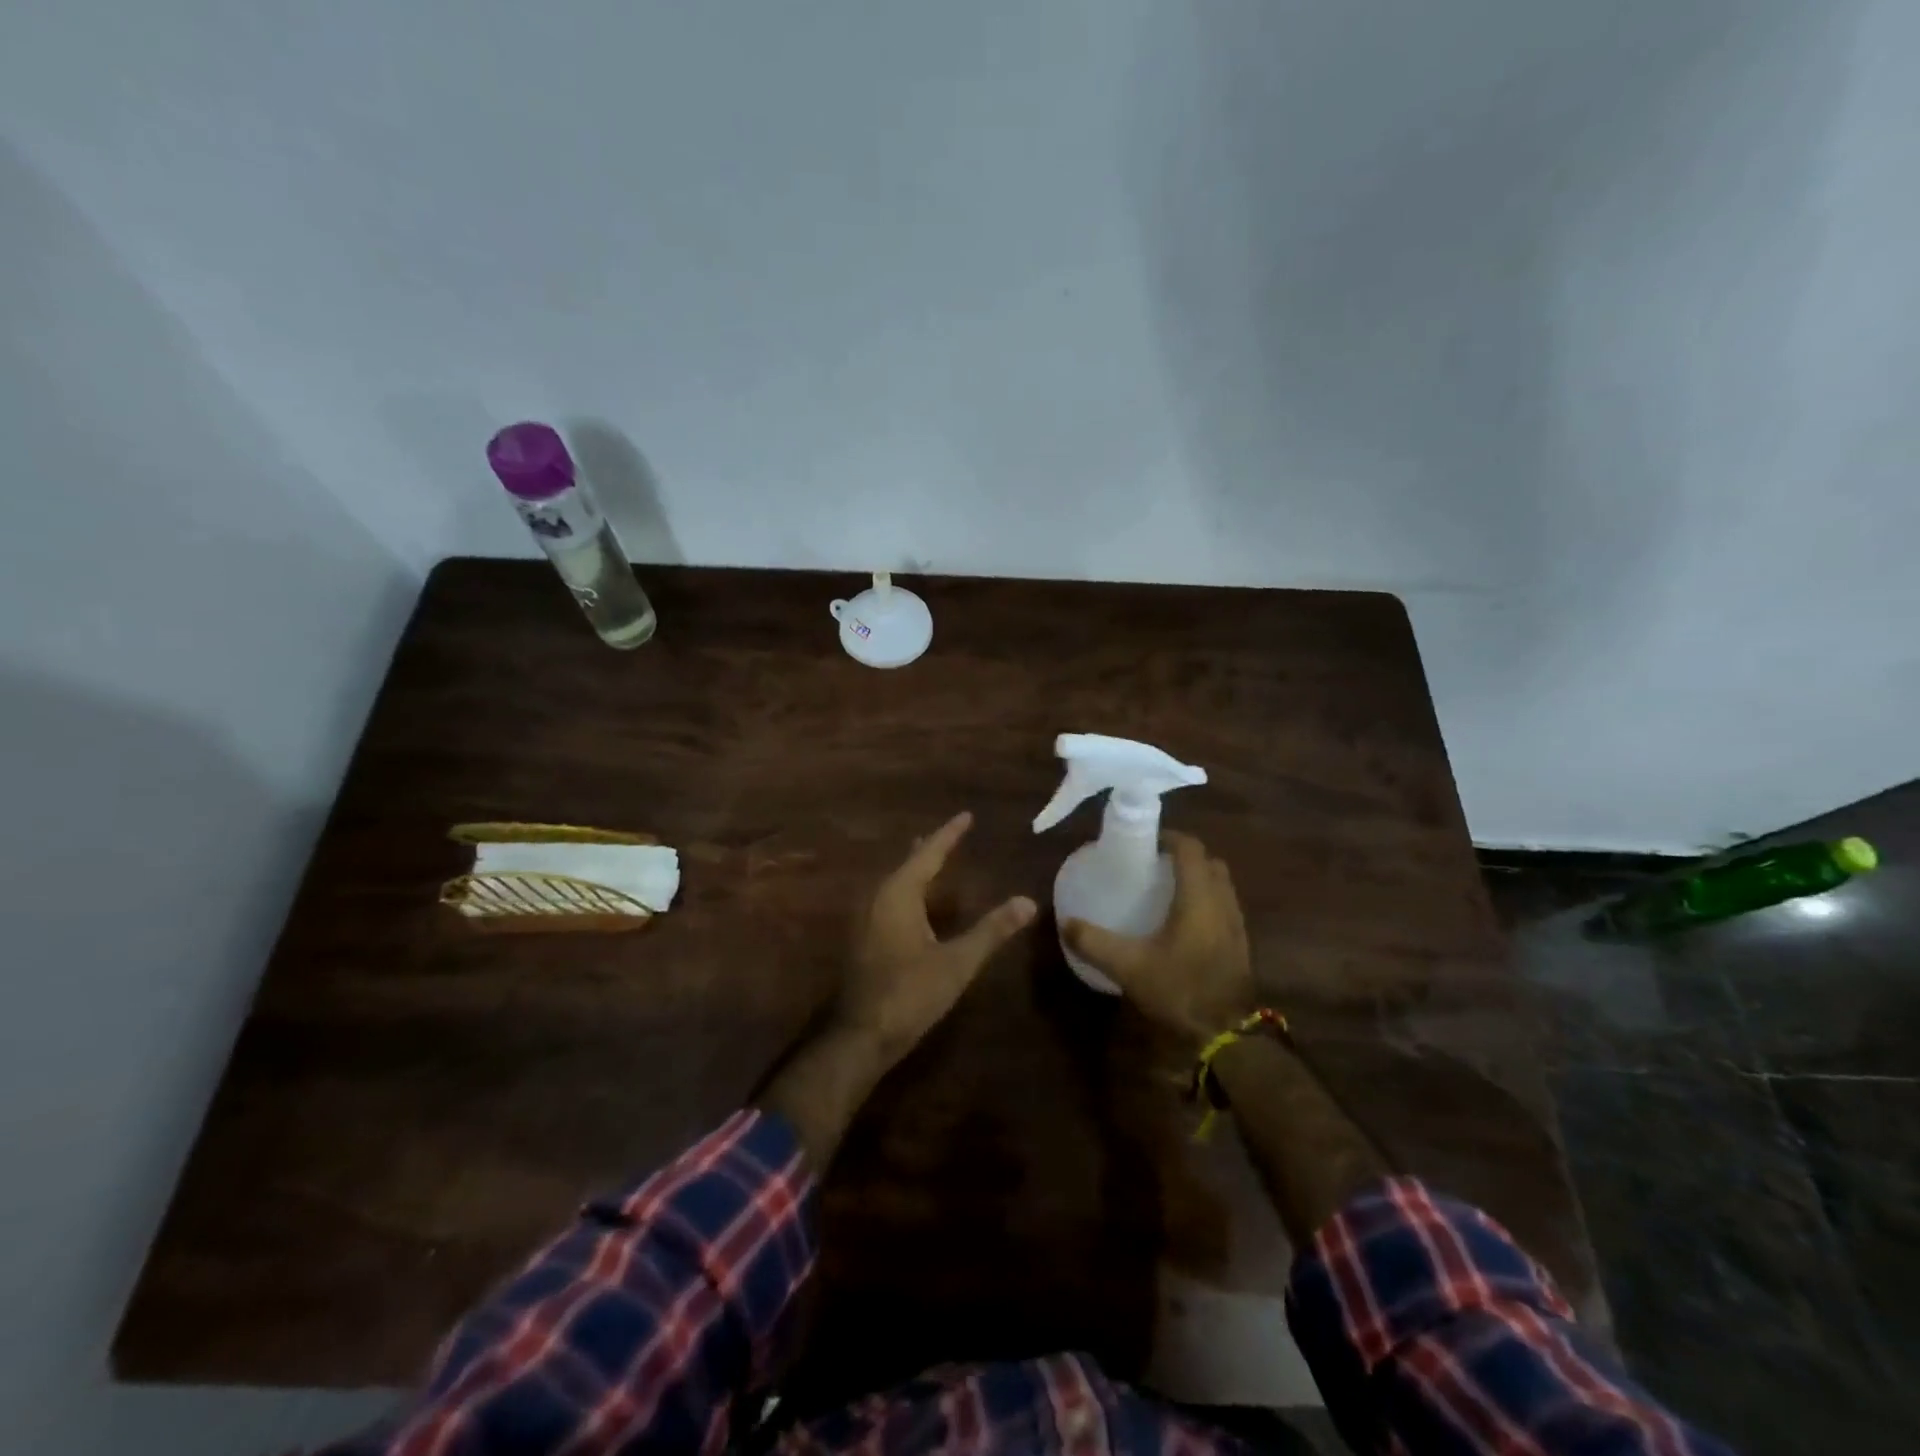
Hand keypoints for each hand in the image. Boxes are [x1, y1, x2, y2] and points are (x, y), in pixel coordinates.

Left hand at [836, 811, 1037, 1066]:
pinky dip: (908, 889)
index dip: (949, 834)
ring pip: (896, 882)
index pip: (928, 854)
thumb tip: (1028, 901)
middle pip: (908, 863)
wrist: (861, 1035)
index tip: (966, 816)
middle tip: (952, 833)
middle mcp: (878, 898)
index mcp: (898, 894)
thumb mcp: (958, 962)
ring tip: (934, 859)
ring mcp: (867, 919)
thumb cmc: (910, 993)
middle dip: (931, 848)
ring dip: (917, 868)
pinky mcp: (865, 938)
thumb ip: (992, 930)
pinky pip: (890, 899)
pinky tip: (916, 902)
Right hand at [1062, 832, 1255, 1046]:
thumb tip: (1064, 922)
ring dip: (1198, 879)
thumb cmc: (1180, 990)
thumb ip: (1094, 942)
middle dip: (1184, 857)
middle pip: (1209, 862)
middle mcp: (1222, 902)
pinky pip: (1224, 906)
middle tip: (1153, 866)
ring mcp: (1236, 924)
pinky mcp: (1240, 944)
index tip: (1144, 842)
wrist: (1229, 1035)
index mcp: (1198, 897)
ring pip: (1220, 885)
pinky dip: (1206, 902)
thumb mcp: (1128, 967)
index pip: (1190, 848)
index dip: (1168, 837)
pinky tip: (1182, 924)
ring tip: (1166, 892)